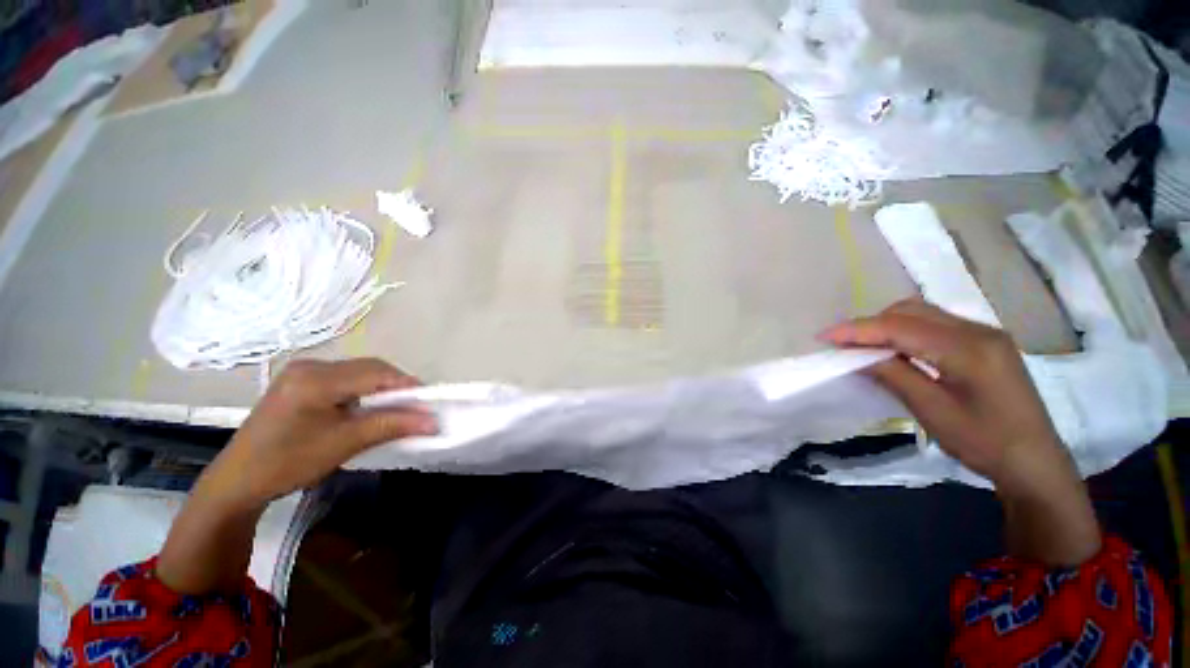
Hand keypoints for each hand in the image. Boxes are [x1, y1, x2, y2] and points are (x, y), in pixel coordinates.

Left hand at [159, 358, 437, 594]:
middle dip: (397, 386)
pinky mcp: (301, 380)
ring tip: (396, 408)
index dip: (408, 385)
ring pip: (359, 371)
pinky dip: (365, 390)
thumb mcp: (344, 444)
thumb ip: (392, 425)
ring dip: (382, 388)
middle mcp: (310, 366)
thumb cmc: (288, 463)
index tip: (429, 402)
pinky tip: (369, 407)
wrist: (237, 481)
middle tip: (415, 407)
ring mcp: (303, 371)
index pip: (376, 373)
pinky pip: (345, 378)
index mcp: (316, 379)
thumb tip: (434, 421)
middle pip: (369, 367)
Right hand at [821, 299, 1100, 565]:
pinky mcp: (985, 343)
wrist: (1035, 463)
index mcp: (969, 348)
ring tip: (864, 347)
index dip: (858, 330)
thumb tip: (857, 355)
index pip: (900, 327)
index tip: (823, 337)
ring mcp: (984, 334)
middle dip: (871, 324)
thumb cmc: (985, 443)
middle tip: (843, 345)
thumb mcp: (933, 411)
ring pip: (923, 313)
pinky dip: (906, 331)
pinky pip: (935, 324)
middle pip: (911, 311)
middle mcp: (978, 330)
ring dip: (887, 325)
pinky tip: (896, 349)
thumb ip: (894, 374)